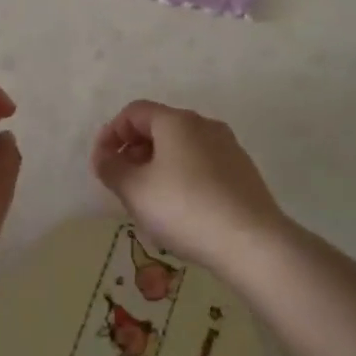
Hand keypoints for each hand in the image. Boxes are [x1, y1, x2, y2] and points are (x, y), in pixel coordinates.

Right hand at [90, 100, 286, 270]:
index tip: (102, 163)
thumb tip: (103, 156)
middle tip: (123, 184)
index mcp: (176, 121)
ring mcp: (228, 147)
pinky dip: (183, 177)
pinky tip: (182, 210)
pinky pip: (203, 165)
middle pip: (159, 127)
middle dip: (134, 151)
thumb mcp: (134, 190)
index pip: (134, 112)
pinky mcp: (243, 172)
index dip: (112, 133)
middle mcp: (205, 125)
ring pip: (182, 148)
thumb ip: (110, 168)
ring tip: (150, 201)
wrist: (252, 242)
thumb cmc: (185, 208)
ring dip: (158, 166)